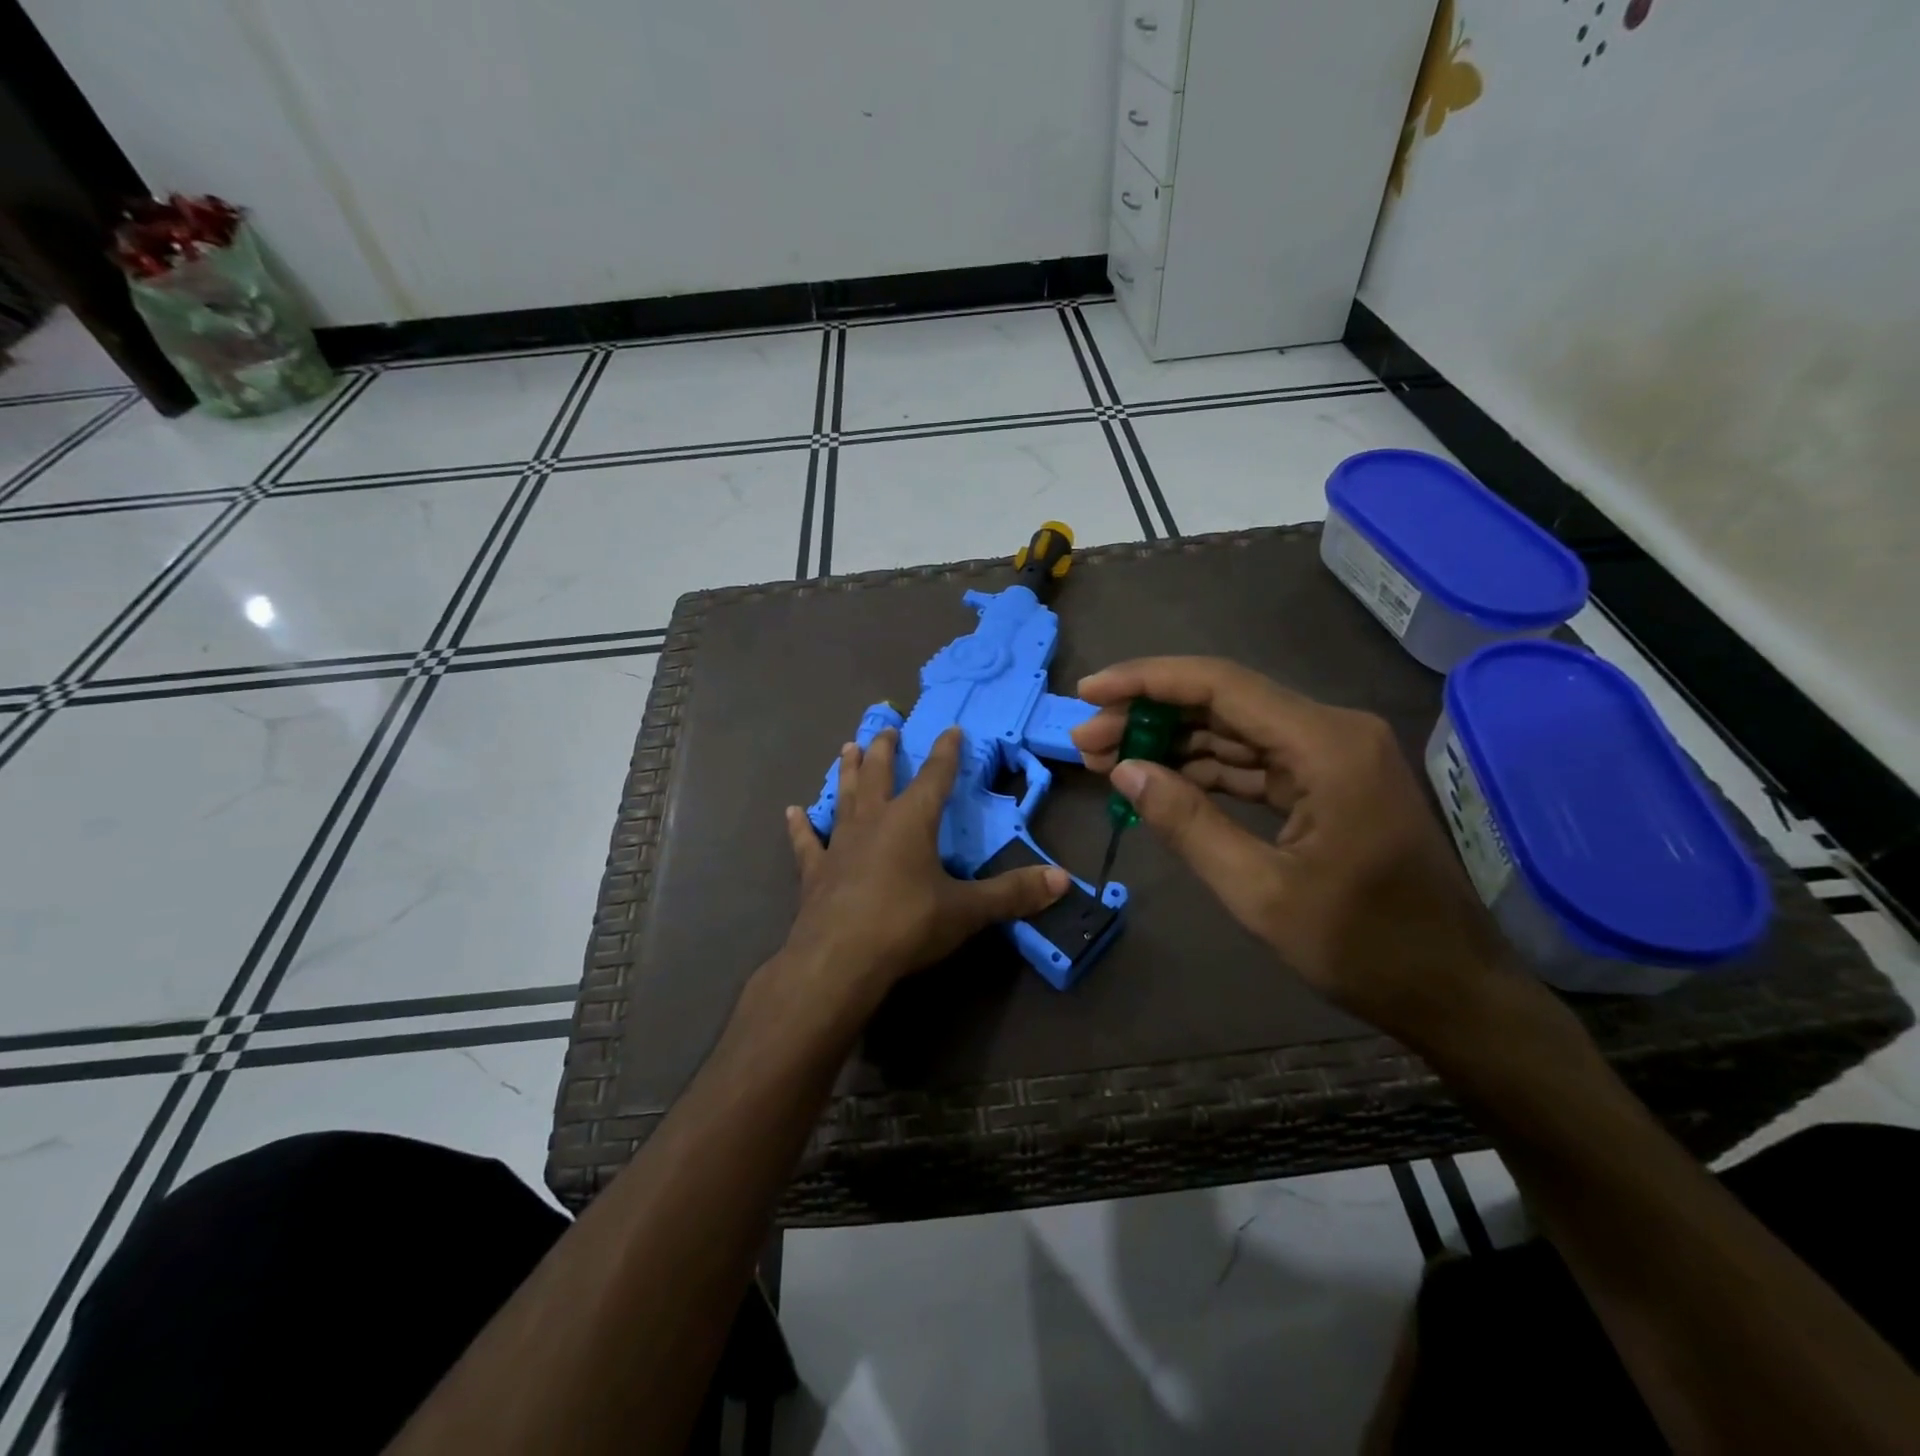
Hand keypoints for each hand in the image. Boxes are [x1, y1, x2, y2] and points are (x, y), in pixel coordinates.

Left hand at [779, 726, 1068, 1015]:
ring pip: (844, 797)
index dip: (946, 752)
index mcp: (911, 821)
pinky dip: (799, 827)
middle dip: (886, 750)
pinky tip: (791, 812)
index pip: (935, 777)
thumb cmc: (906, 925)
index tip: (951, 729)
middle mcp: (873, 822)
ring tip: (848, 747)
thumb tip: (1064, 880)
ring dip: (848, 772)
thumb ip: (1013, 893)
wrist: (838, 959)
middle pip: (881, 775)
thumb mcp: (966, 910)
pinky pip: (806, 842)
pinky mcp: (815, 872)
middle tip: (886, 727)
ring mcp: (839, 845)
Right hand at [1071, 657, 1515, 1046]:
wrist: (1452, 991)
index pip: (1220, 686)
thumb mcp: (1260, 892)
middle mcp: (1332, 731)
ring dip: (1171, 741)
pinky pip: (1254, 760)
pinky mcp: (1328, 781)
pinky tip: (1159, 779)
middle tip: (1086, 740)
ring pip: (1234, 729)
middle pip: (1223, 701)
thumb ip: (1188, 823)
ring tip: (1107, 759)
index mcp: (1326, 745)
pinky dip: (1204, 768)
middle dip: (1149, 715)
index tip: (1088, 692)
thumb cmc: (1364, 947)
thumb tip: (1124, 771)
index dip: (1146, 681)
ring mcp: (1333, 755)